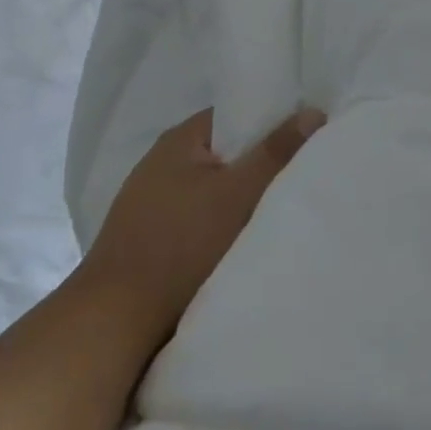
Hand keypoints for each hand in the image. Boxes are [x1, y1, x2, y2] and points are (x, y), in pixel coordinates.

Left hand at [83, 107, 325, 349]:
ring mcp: (153, 201)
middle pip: (227, 153)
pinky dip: (223, 222)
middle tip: (301, 177)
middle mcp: (162, 163)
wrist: (118, 318)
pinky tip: (244, 239)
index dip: (272, 122)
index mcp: (179, 139)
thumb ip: (276, 152)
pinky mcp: (153, 235)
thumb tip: (313, 111)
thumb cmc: (182, 244)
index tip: (307, 141)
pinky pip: (200, 216)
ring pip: (214, 188)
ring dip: (243, 198)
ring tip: (280, 210)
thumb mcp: (238, 193)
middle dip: (261, 165)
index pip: (235, 115)